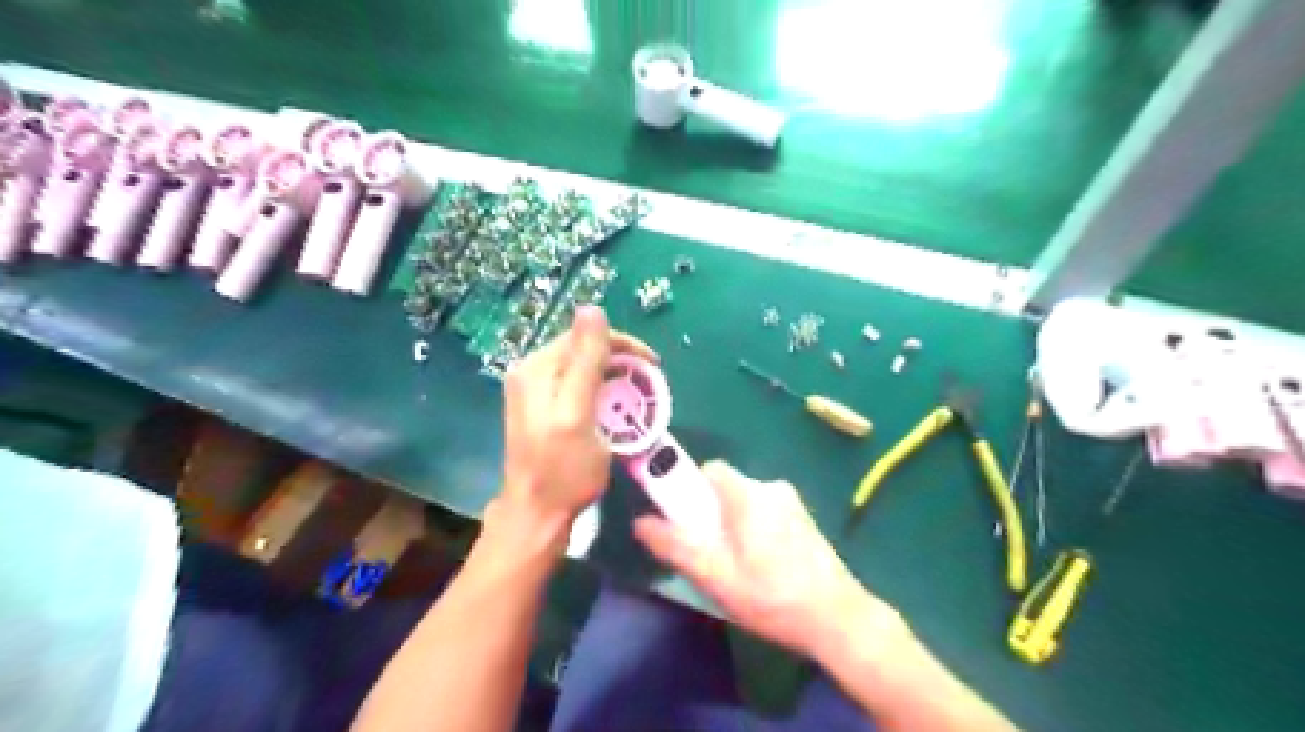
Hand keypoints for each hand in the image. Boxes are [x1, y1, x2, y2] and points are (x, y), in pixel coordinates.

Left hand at [501, 304, 662, 537]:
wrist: (536, 516)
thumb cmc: (563, 470)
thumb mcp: (579, 414)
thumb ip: (585, 361)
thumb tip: (591, 306)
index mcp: (536, 368)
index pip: (584, 336)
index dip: (623, 345)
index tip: (654, 366)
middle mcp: (528, 372)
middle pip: (580, 349)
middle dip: (618, 360)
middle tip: (648, 383)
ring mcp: (531, 391)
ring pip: (579, 368)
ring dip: (610, 375)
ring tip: (635, 394)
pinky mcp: (538, 409)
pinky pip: (573, 385)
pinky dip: (597, 390)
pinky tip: (611, 406)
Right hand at [637, 465, 886, 659]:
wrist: (838, 619)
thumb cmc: (771, 597)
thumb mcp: (715, 577)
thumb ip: (675, 546)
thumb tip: (640, 522)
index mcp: (748, 494)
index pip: (709, 470)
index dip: (691, 490)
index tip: (688, 522)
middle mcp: (771, 487)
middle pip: (726, 488)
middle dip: (712, 515)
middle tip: (711, 555)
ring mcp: (792, 503)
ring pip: (746, 503)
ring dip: (734, 526)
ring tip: (738, 569)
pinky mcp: (805, 520)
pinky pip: (766, 514)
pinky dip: (755, 532)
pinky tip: (763, 570)